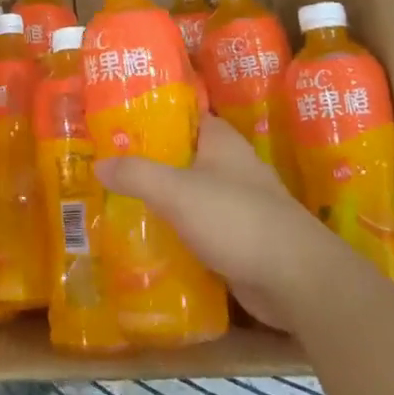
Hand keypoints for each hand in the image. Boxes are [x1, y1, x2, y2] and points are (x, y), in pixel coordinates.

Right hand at [95, 117, 339, 328]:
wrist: (295, 279)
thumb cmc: (236, 218)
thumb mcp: (176, 190)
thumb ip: (136, 174)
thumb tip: (98, 164)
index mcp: (221, 141)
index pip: (183, 114)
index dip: (150, 114)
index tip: (115, 122)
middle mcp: (231, 166)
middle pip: (181, 155)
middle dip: (147, 160)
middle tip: (105, 166)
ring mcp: (238, 203)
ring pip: (189, 193)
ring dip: (160, 198)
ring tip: (115, 201)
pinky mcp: (239, 238)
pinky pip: (198, 226)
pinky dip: (176, 230)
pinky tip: (146, 238)